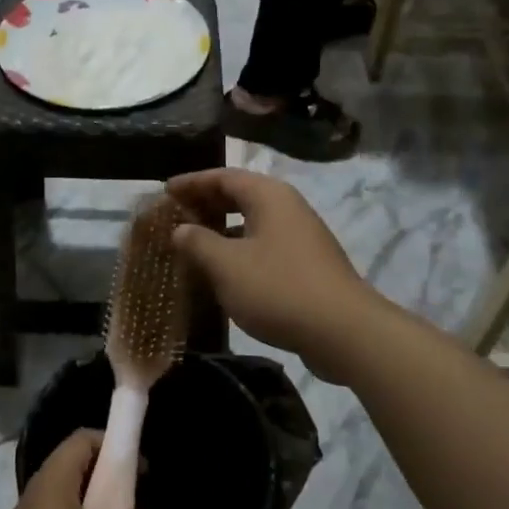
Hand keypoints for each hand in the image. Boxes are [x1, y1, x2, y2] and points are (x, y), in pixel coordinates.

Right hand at [166, 168, 381, 382]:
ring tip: (193, 243)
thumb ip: (198, 243)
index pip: (223, 176)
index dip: (192, 182)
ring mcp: (301, 237)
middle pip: (240, 195)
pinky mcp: (307, 265)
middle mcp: (287, 208)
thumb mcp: (226, 265)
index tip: (165, 191)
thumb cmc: (278, 288)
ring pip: (253, 222)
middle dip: (206, 204)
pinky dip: (239, 249)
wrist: (343, 331)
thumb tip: (180, 230)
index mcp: (269, 196)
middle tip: (175, 215)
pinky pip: (263, 245)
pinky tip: (223, 271)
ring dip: (222, 229)